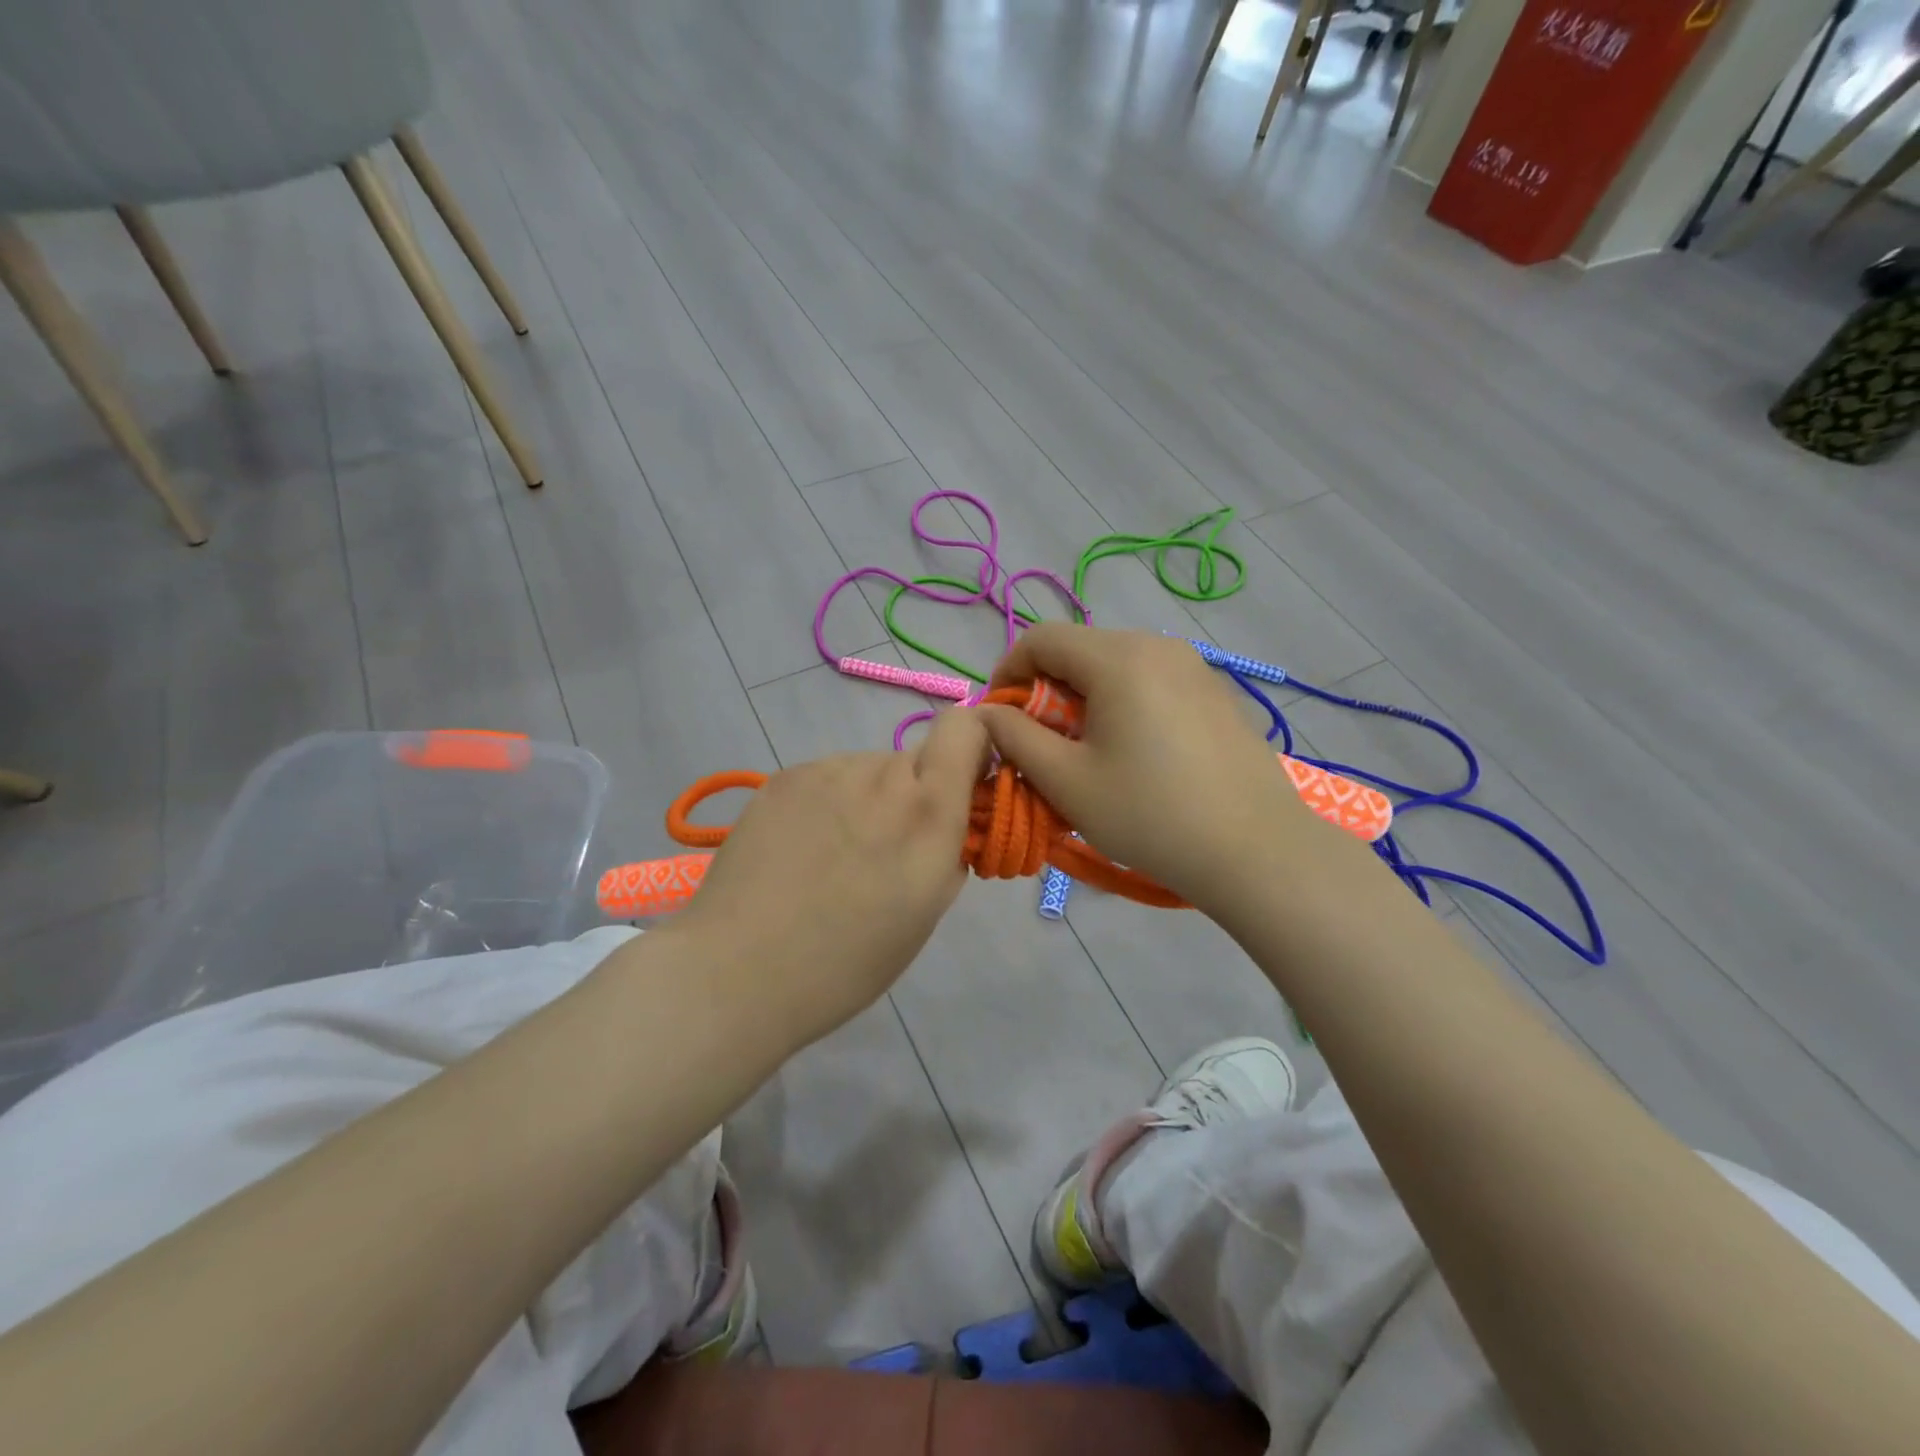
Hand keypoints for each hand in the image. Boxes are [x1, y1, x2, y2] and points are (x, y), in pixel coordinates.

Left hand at [667, 708, 990, 1047]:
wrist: (738, 971)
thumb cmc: (847, 961)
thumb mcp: (927, 911)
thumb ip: (950, 848)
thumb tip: (951, 820)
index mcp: (928, 809)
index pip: (966, 727)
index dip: (974, 746)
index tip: (965, 788)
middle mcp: (880, 774)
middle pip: (914, 760)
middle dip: (913, 795)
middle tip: (884, 852)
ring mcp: (826, 771)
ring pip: (867, 770)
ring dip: (867, 800)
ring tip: (833, 858)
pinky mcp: (782, 777)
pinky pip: (826, 779)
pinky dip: (828, 804)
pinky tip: (800, 851)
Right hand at [980, 626, 1318, 918]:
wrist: (1257, 851)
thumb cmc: (1150, 815)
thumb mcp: (1066, 781)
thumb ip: (1015, 738)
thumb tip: (987, 713)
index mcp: (1118, 658)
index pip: (1041, 638)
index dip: (1008, 672)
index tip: (1000, 719)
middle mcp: (1158, 645)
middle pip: (1080, 649)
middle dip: (1047, 690)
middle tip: (1042, 745)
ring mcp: (1194, 666)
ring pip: (1116, 666)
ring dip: (1085, 699)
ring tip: (1087, 753)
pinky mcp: (1216, 692)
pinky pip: (1152, 682)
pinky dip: (1124, 704)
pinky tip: (1135, 755)